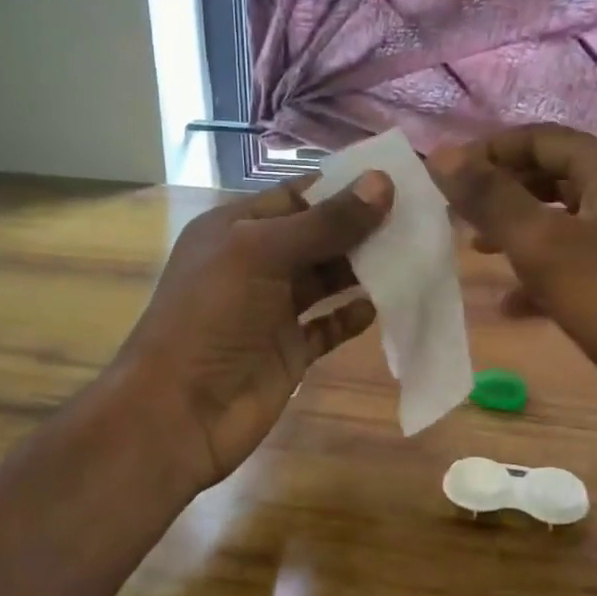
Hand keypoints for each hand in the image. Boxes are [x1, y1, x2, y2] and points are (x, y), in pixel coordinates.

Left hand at [110, 172, 393, 491]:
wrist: (178, 413)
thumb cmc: (211, 318)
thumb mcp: (262, 254)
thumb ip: (324, 222)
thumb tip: (382, 183)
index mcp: (236, 230)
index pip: (297, 196)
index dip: (342, 188)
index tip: (396, 181)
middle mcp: (255, 265)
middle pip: (317, 237)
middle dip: (361, 228)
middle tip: (418, 219)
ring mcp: (272, 311)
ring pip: (326, 280)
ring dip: (363, 270)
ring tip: (412, 256)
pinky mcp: (289, 352)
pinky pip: (328, 326)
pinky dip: (352, 316)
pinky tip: (381, 307)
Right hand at [430, 125, 596, 479]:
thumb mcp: (544, 246)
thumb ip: (492, 199)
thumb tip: (441, 155)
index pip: (539, 138)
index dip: (487, 152)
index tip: (441, 179)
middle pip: (551, 176)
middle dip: (501, 193)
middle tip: (454, 216)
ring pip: (563, 224)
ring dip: (518, 235)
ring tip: (474, 254)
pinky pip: (578, 267)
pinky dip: (543, 278)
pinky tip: (511, 308)